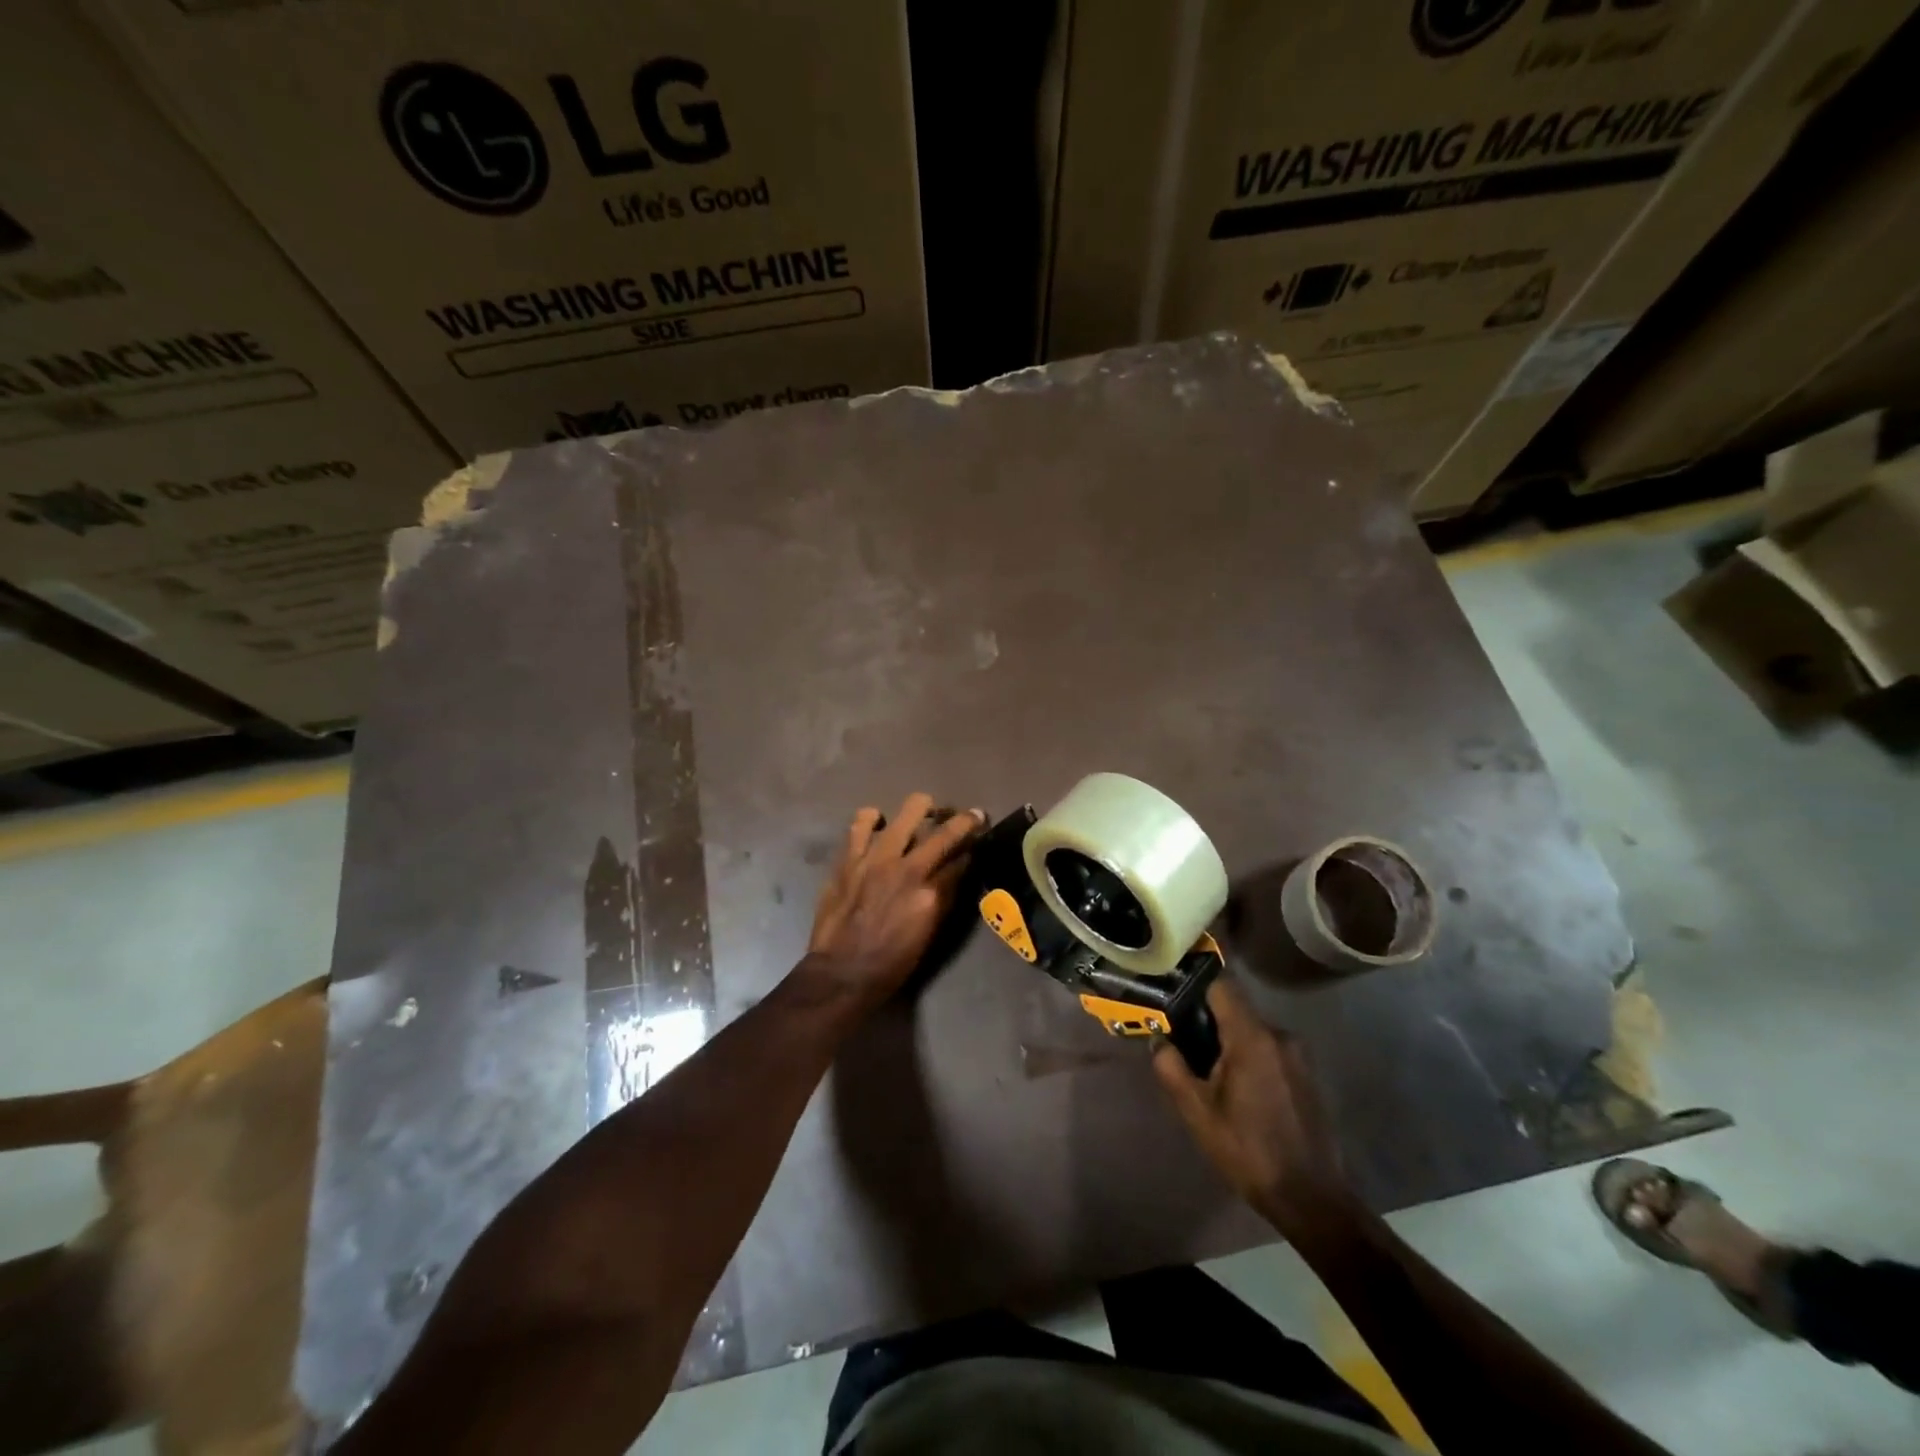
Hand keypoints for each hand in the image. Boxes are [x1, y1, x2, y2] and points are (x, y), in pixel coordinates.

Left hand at [806, 793, 983, 1005]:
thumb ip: (945, 898)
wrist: (841, 973)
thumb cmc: (891, 963)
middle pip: (945, 832)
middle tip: (969, 816)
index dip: (975, 847)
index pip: (962, 860)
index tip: (982, 837)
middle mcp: (908, 870)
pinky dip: (872, 819)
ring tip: (922, 812)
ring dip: (921, 810)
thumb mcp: (929, 935)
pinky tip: (878, 823)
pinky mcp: (850, 858)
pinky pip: (861, 823)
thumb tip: (958, 871)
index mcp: (930, 895)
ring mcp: (876, 859)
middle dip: (964, 820)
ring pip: (908, 813)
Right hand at [1152, 980, 1353, 1231]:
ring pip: (1251, 1031)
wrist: (1310, 1198)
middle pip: (1235, 1009)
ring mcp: (1297, 1055)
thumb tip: (1159, 1040)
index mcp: (1252, 1037)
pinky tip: (1238, 1092)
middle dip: (1207, 1022)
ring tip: (1209, 1075)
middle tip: (1183, 1046)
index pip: (1221, 985)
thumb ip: (1171, 1067)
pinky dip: (1249, 1058)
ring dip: (1228, 1043)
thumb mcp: (1197, 1112)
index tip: (1172, 996)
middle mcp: (1279, 1035)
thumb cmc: (1247, 1151)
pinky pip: (1268, 1050)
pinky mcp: (1306, 1075)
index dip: (1194, 985)